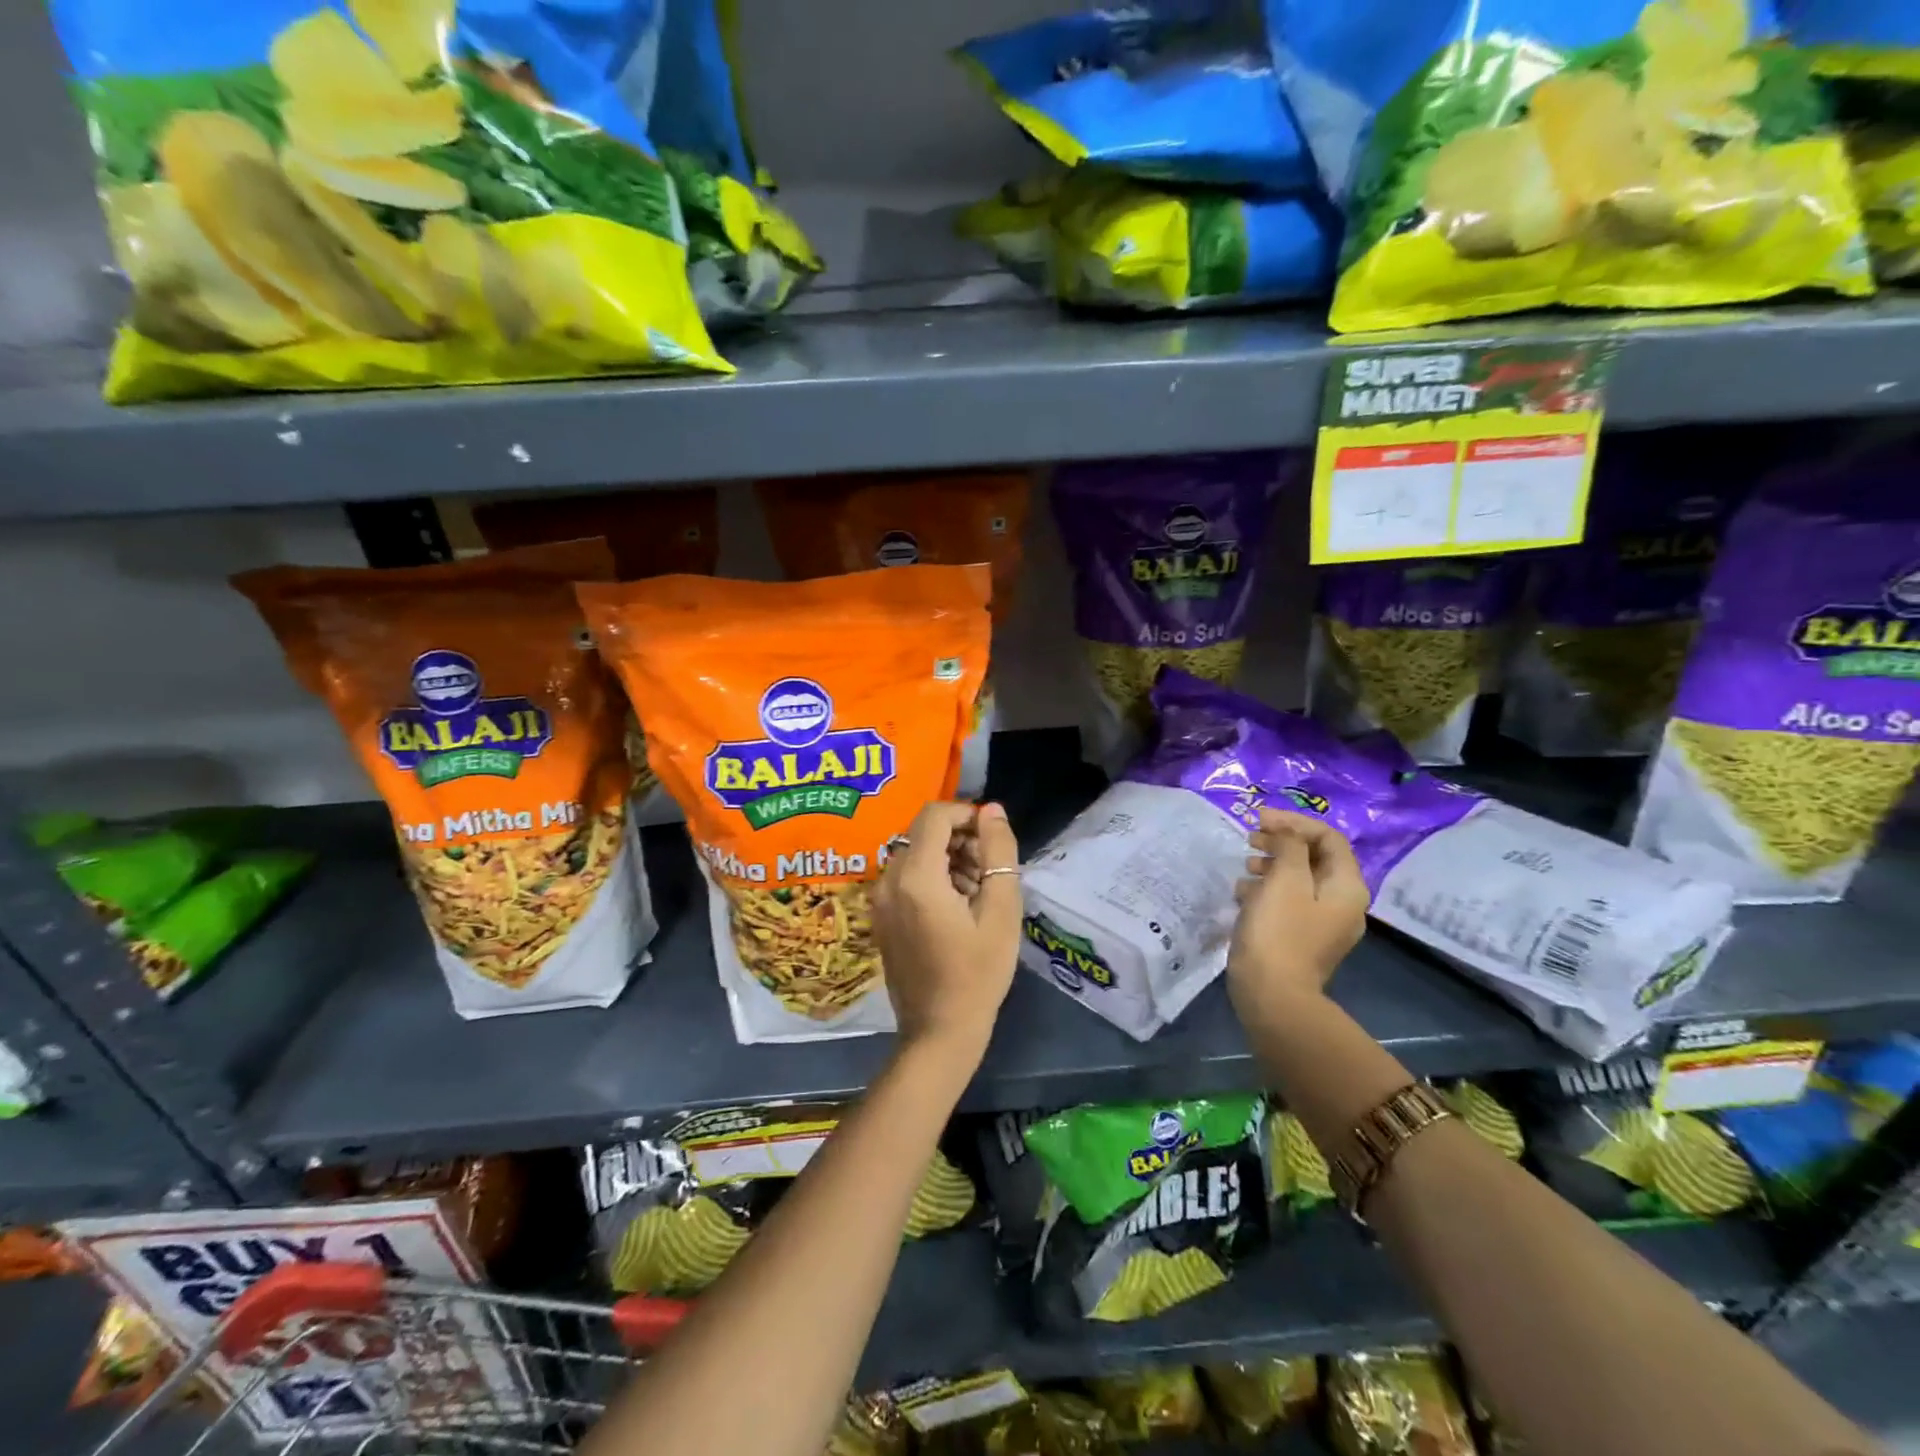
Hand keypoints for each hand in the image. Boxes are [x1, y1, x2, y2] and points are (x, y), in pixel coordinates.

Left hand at [873, 801, 1022, 1065]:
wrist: (940, 1031)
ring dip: (948, 860)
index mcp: (915, 876)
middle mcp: (888, 879)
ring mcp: (879, 899)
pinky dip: (932, 877)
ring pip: (916, 854)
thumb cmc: (978, 973)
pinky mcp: (880, 915)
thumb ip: (998, 852)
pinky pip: (906, 877)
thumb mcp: (1001, 910)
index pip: (935, 814)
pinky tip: (956, 908)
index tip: (992, 841)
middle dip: (960, 840)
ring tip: (977, 894)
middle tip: (989, 874)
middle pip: (924, 833)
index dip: (967, 815)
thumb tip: (991, 809)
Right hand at [1226, 810, 1368, 1028]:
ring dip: (1272, 863)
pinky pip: (1288, 901)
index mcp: (1346, 886)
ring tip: (1245, 865)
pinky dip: (1267, 888)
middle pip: (1315, 857)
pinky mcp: (1301, 937)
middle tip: (1250, 838)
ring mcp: (1322, 922)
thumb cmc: (1279, 931)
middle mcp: (1342, 902)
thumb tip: (1288, 832)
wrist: (1272, 995)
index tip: (1259, 819)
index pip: (1328, 838)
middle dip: (1282, 841)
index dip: (1294, 822)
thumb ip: (1289, 847)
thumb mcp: (1284, 880)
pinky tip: (1243, 892)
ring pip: (1299, 878)